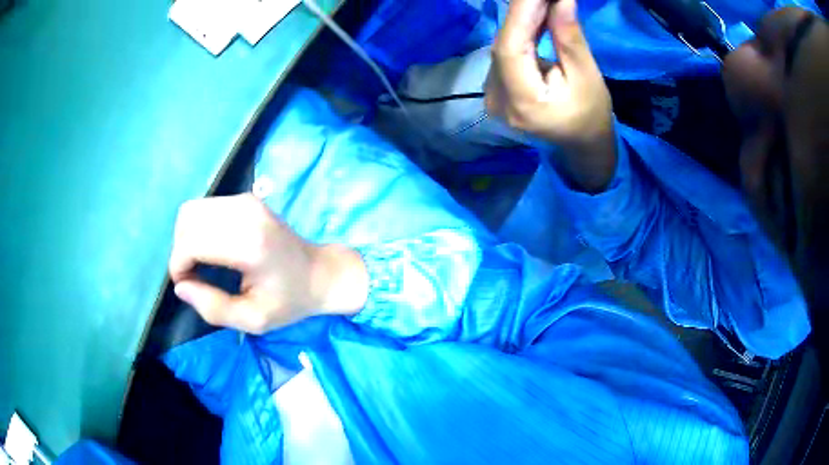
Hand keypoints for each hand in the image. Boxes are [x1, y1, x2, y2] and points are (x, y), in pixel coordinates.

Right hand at [168, 194, 367, 333]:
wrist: (320, 273)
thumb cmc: (289, 301)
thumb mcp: (253, 320)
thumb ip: (213, 308)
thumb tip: (179, 287)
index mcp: (249, 244)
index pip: (191, 242)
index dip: (178, 266)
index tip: (187, 286)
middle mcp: (246, 213)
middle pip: (187, 220)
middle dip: (180, 251)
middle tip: (193, 277)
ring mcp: (247, 201)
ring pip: (193, 210)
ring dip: (187, 238)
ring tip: (200, 264)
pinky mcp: (247, 199)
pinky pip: (206, 207)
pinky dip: (198, 228)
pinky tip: (210, 249)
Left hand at [486, 0, 615, 191]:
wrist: (582, 145)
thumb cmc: (591, 116)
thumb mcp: (587, 77)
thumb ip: (569, 38)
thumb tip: (560, 0)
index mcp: (522, 103)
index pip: (511, 47)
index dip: (521, 13)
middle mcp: (497, 100)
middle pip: (504, 45)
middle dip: (523, 12)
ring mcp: (492, 96)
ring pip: (502, 46)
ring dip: (520, 20)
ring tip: (540, 2)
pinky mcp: (496, 91)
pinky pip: (504, 54)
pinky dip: (518, 34)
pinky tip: (531, 18)